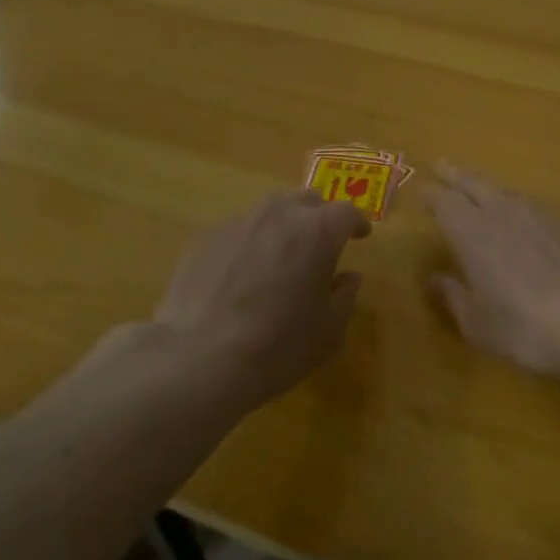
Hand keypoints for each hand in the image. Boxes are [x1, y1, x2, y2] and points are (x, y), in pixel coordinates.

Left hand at [152, 190, 370, 410]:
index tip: (360, 236)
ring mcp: (237, 223)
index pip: (346, 212)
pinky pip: (238, 230)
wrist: (199, 359)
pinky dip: (249, 243)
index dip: (356, 223)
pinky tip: (241, 274)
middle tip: (320, 244)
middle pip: (306, 200)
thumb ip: (344, 297)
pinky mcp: (204, 238)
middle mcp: (278, 215)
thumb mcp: (328, 332)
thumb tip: (347, 278)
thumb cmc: (278, 347)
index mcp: (318, 233)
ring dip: (282, 225)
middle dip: (318, 217)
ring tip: (280, 256)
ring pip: (269, 210)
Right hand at [426, 164, 559, 374]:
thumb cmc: (525, 326)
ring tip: (480, 189)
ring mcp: (538, 214)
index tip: (422, 189)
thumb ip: (455, 297)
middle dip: (455, 174)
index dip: (431, 195)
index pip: (444, 202)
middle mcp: (501, 212)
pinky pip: (532, 204)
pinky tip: (522, 215)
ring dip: (487, 187)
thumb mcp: (479, 324)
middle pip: (473, 183)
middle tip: (442, 164)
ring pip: (505, 190)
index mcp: (471, 232)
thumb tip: (437, 279)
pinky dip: (517, 204)